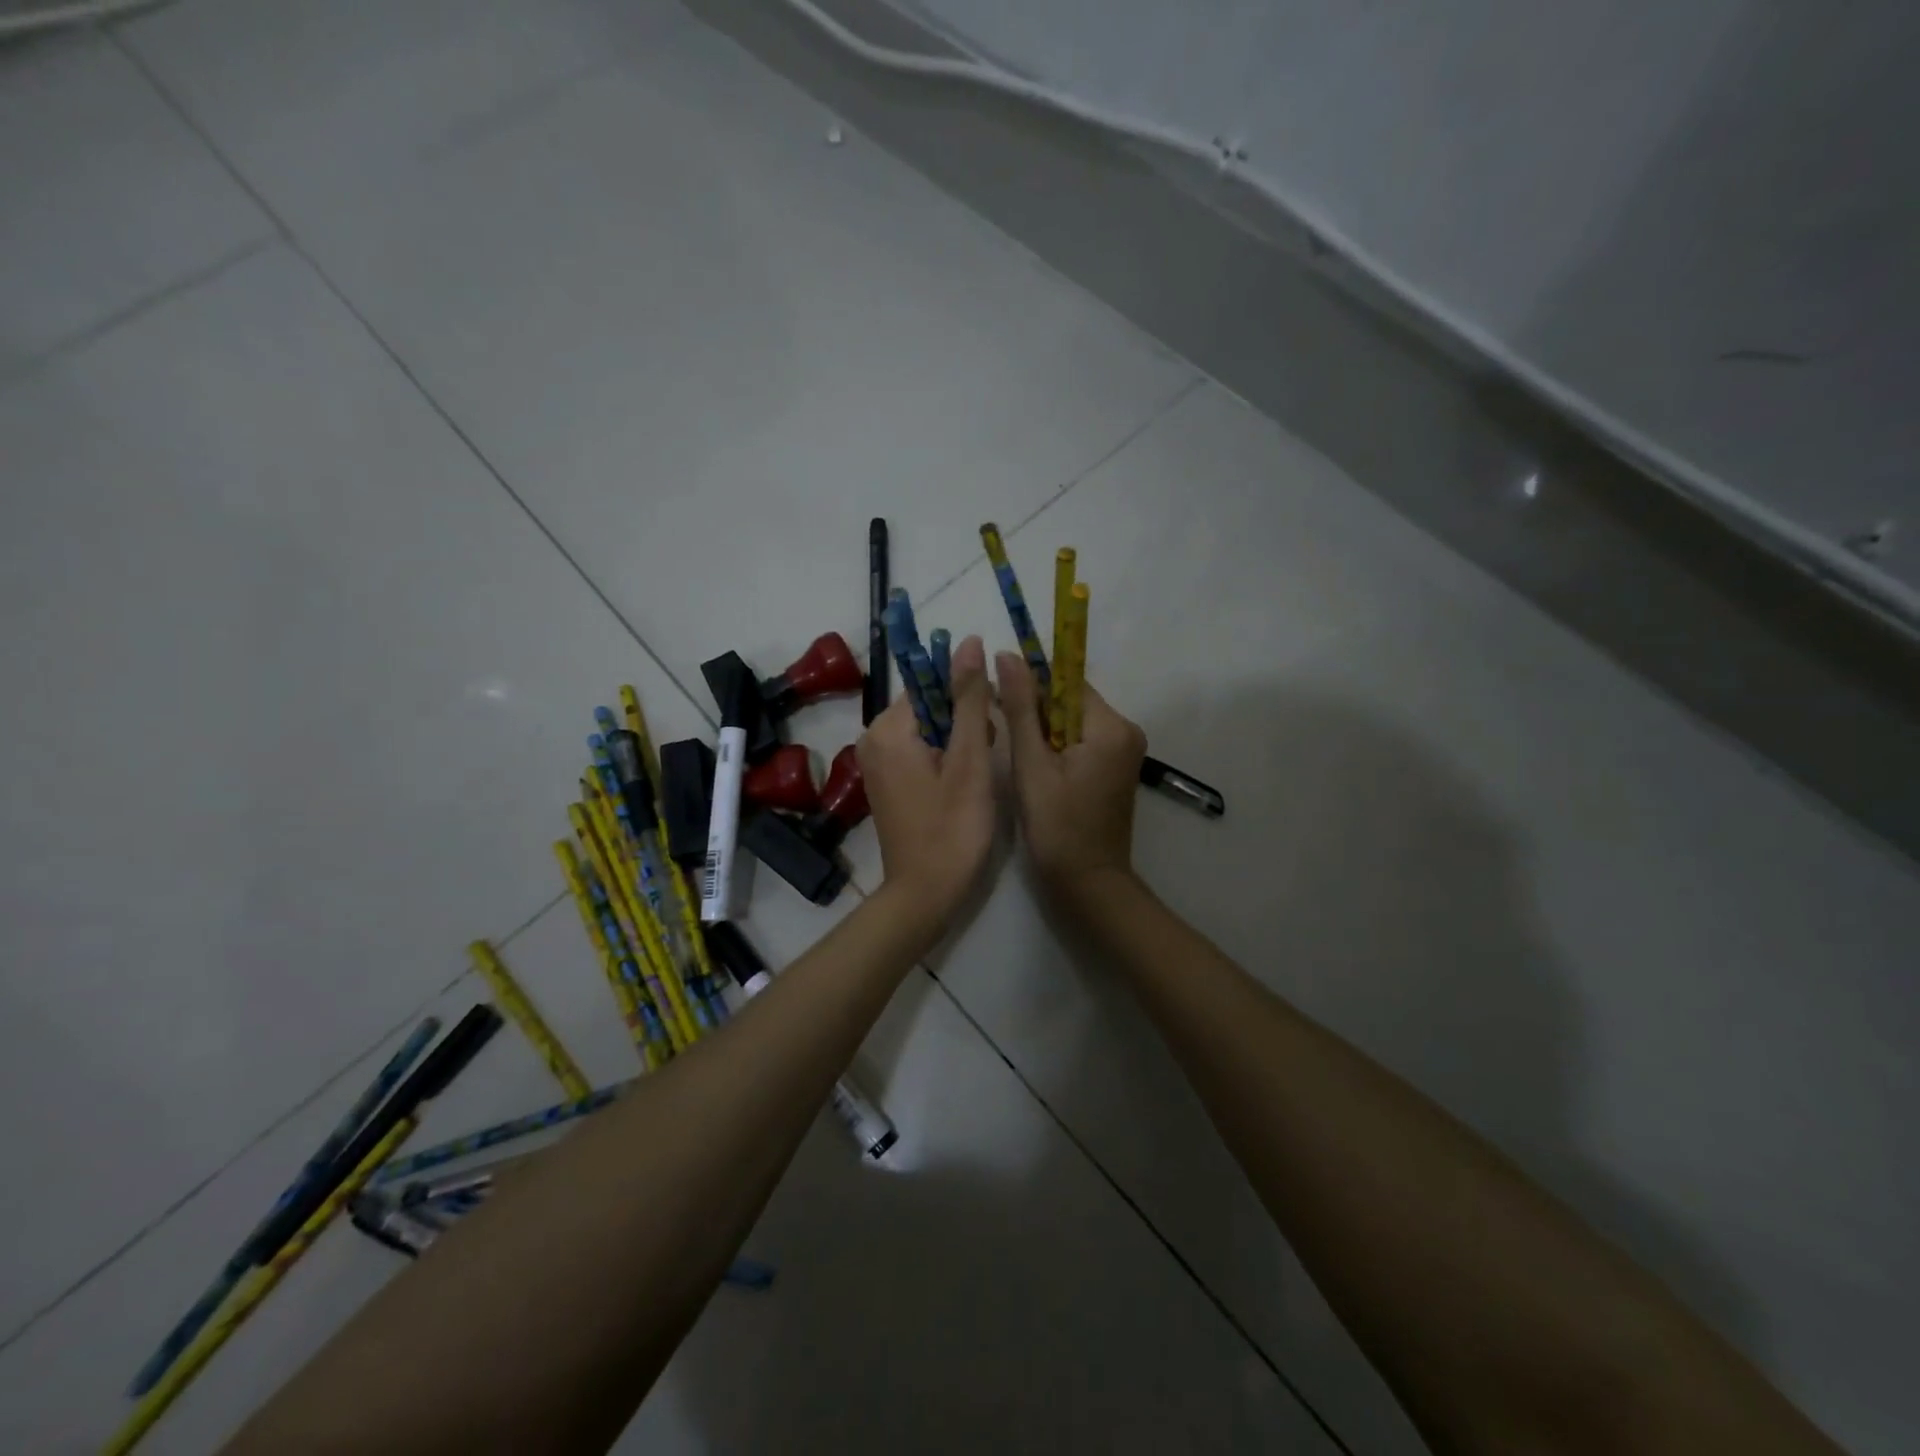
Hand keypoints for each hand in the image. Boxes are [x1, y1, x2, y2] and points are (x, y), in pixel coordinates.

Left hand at [856, 635, 997, 929]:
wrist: (925, 894)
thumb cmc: (953, 829)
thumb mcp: (969, 761)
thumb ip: (969, 700)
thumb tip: (969, 642)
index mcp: (888, 728)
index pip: (929, 682)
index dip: (966, 694)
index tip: (991, 720)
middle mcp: (873, 738)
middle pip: (928, 704)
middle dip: (963, 719)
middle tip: (987, 753)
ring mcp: (876, 762)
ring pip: (927, 727)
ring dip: (958, 738)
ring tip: (978, 771)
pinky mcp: (885, 781)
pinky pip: (918, 750)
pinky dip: (944, 756)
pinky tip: (963, 782)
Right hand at [996, 653, 1147, 905]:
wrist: (1088, 884)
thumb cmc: (1057, 827)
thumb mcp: (1031, 764)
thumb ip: (1020, 708)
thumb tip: (1007, 656)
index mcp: (1111, 727)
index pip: (1067, 682)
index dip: (1030, 682)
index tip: (995, 688)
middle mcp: (1126, 731)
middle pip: (1072, 701)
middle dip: (1035, 707)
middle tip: (997, 720)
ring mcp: (1124, 751)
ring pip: (1074, 721)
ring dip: (1043, 727)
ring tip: (1012, 744)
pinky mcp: (1116, 768)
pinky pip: (1082, 741)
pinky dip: (1057, 745)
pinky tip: (1034, 762)